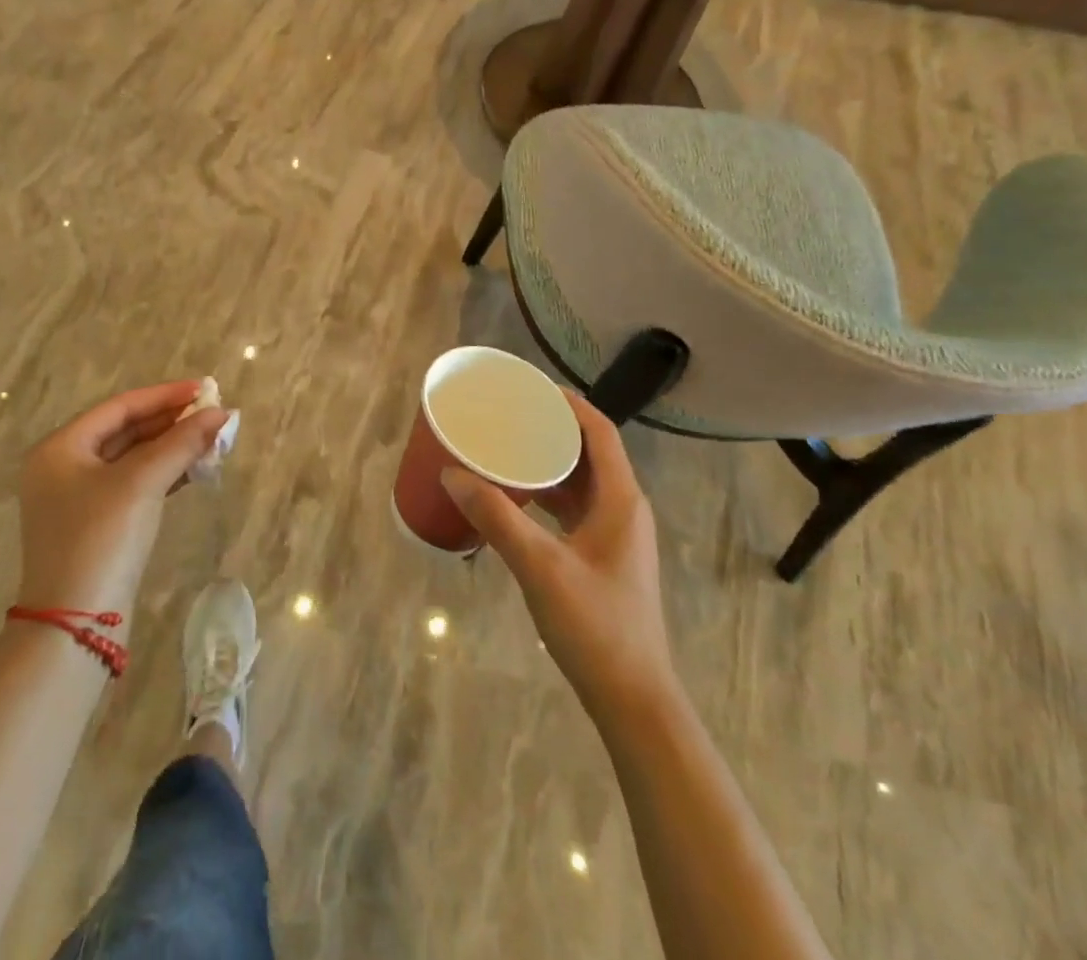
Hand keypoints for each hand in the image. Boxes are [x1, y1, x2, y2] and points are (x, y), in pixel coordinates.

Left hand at [14, 381, 232, 617]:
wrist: (76, 625)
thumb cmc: (101, 539)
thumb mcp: (142, 483)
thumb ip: (181, 443)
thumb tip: (221, 413)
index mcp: (60, 448)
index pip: (120, 407)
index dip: (164, 395)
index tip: (204, 389)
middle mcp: (64, 468)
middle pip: (126, 430)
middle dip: (171, 422)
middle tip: (213, 414)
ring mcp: (79, 499)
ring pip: (133, 458)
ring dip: (172, 447)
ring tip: (212, 439)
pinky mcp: (97, 525)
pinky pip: (135, 484)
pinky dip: (164, 474)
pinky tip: (195, 469)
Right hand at [442, 392, 676, 718]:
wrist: (633, 700)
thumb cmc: (595, 625)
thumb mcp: (540, 566)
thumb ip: (496, 517)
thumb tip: (452, 473)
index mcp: (620, 499)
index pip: (599, 431)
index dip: (568, 402)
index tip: (529, 386)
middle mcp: (623, 509)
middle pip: (589, 451)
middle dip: (551, 428)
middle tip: (508, 414)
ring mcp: (614, 535)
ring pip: (580, 481)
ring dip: (548, 461)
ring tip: (506, 447)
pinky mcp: (602, 557)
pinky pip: (574, 508)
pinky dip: (547, 494)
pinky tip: (516, 498)